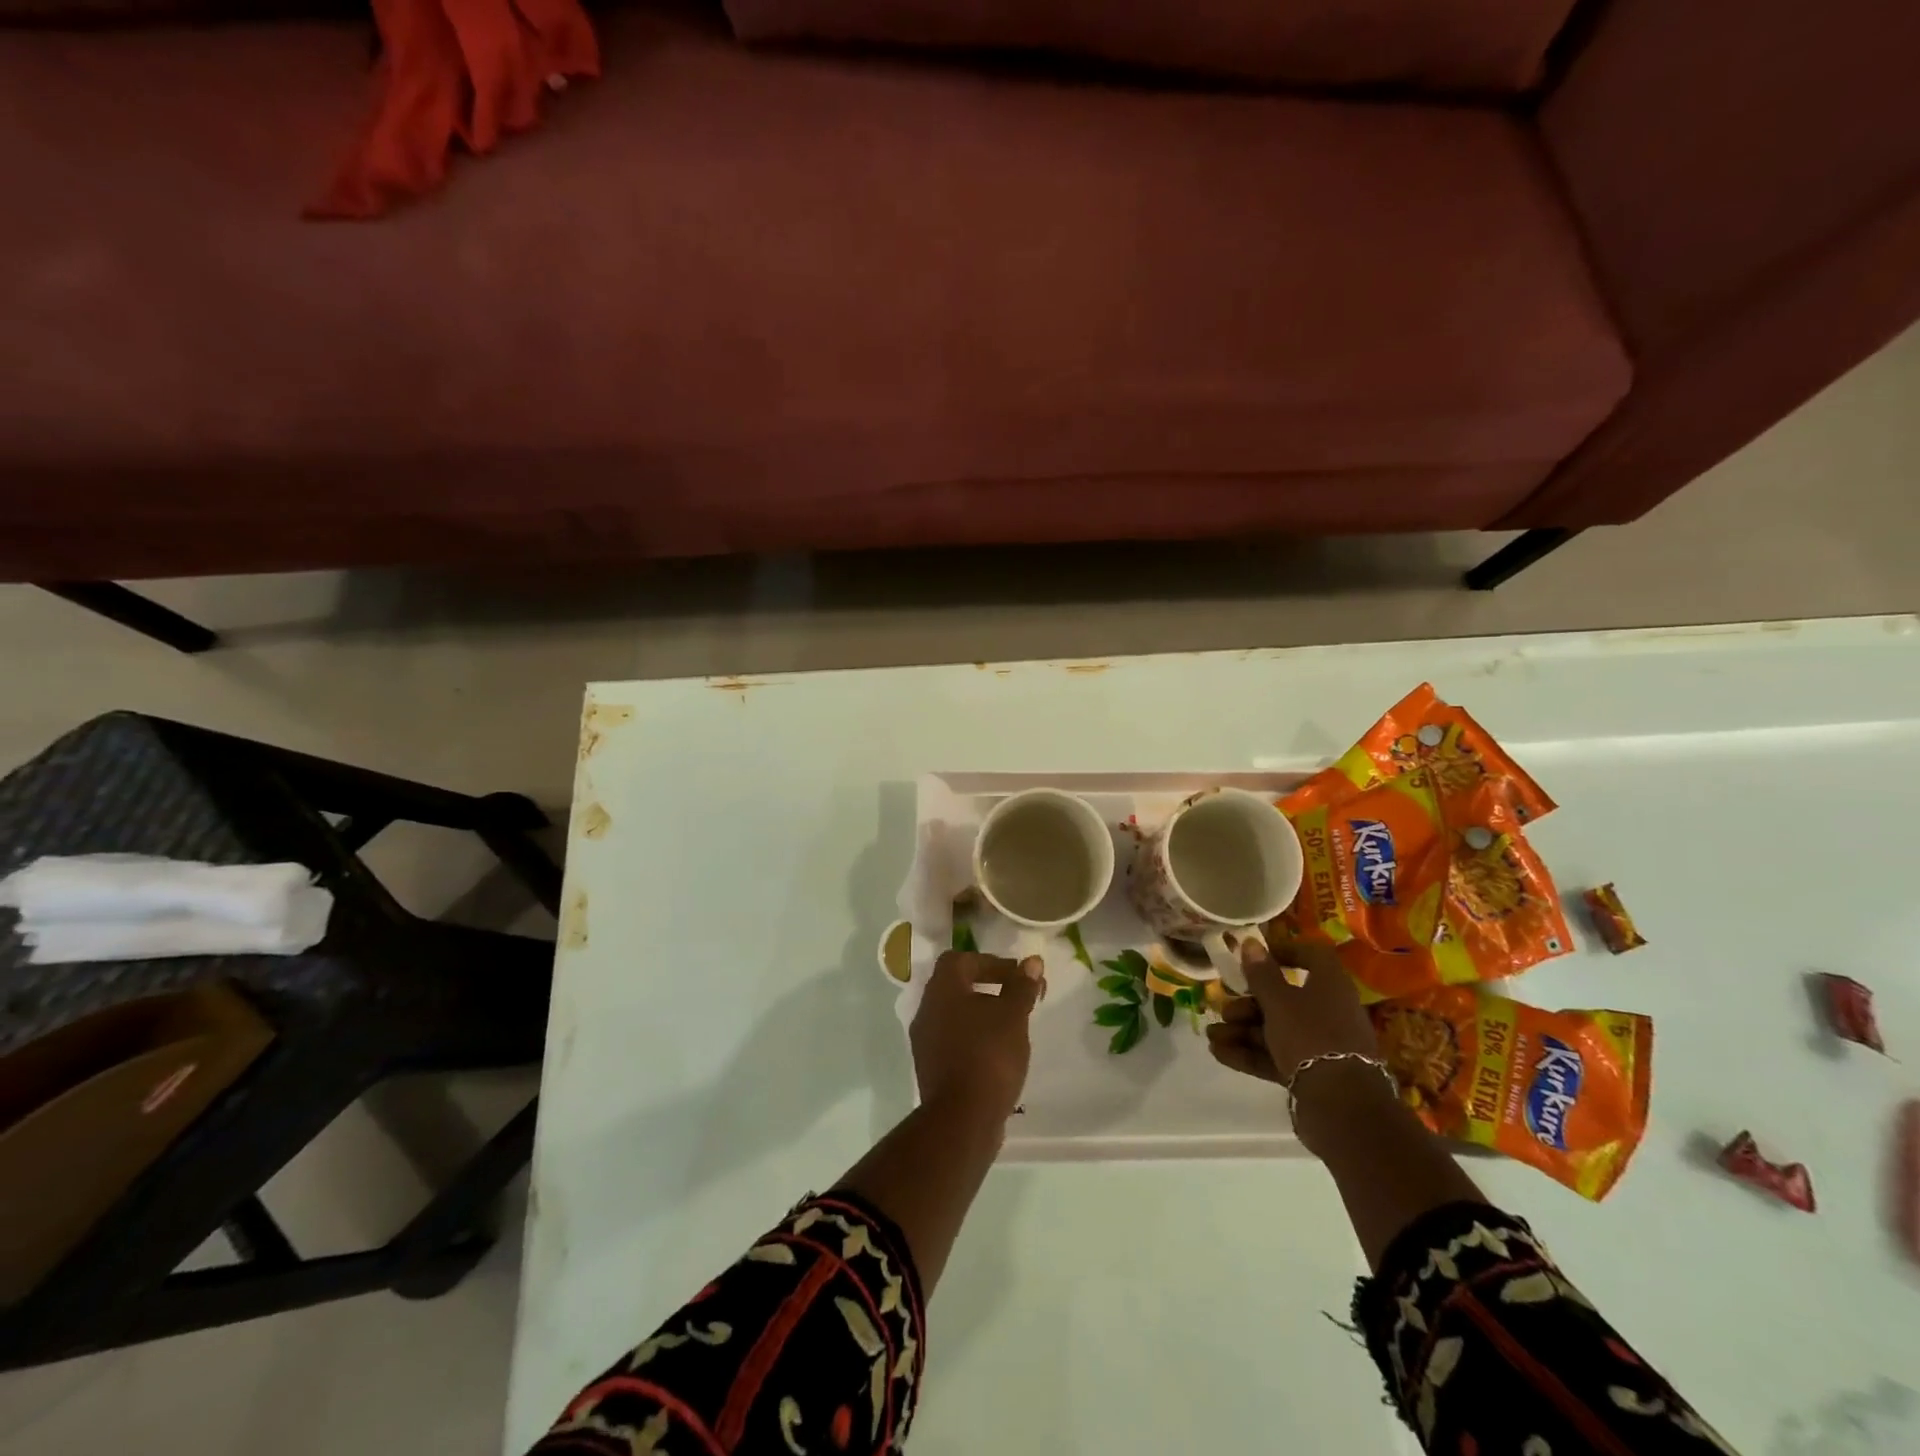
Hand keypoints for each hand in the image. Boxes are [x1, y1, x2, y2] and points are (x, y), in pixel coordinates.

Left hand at [910, 951, 1044, 1122]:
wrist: (962, 1118)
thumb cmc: (989, 1056)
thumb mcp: (1013, 1016)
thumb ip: (1021, 986)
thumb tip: (1031, 962)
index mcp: (942, 989)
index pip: (960, 959)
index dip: (990, 962)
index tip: (1016, 976)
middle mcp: (927, 1009)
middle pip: (957, 985)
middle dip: (989, 987)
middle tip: (1018, 998)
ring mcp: (925, 1040)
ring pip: (955, 1014)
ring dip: (982, 1013)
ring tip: (1012, 1026)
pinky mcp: (930, 1067)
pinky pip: (953, 1040)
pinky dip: (974, 1037)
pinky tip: (998, 1053)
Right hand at [1205, 925, 1378, 1086]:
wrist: (1341, 1105)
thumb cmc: (1310, 1036)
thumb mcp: (1279, 1001)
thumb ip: (1262, 974)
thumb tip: (1251, 942)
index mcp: (1330, 986)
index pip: (1311, 957)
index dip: (1283, 952)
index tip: (1254, 958)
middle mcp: (1329, 1011)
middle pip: (1285, 998)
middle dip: (1248, 1004)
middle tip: (1224, 1009)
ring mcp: (1322, 1044)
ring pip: (1277, 1030)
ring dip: (1243, 1030)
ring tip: (1212, 1036)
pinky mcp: (1312, 1073)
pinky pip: (1278, 1055)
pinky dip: (1250, 1053)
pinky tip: (1220, 1053)